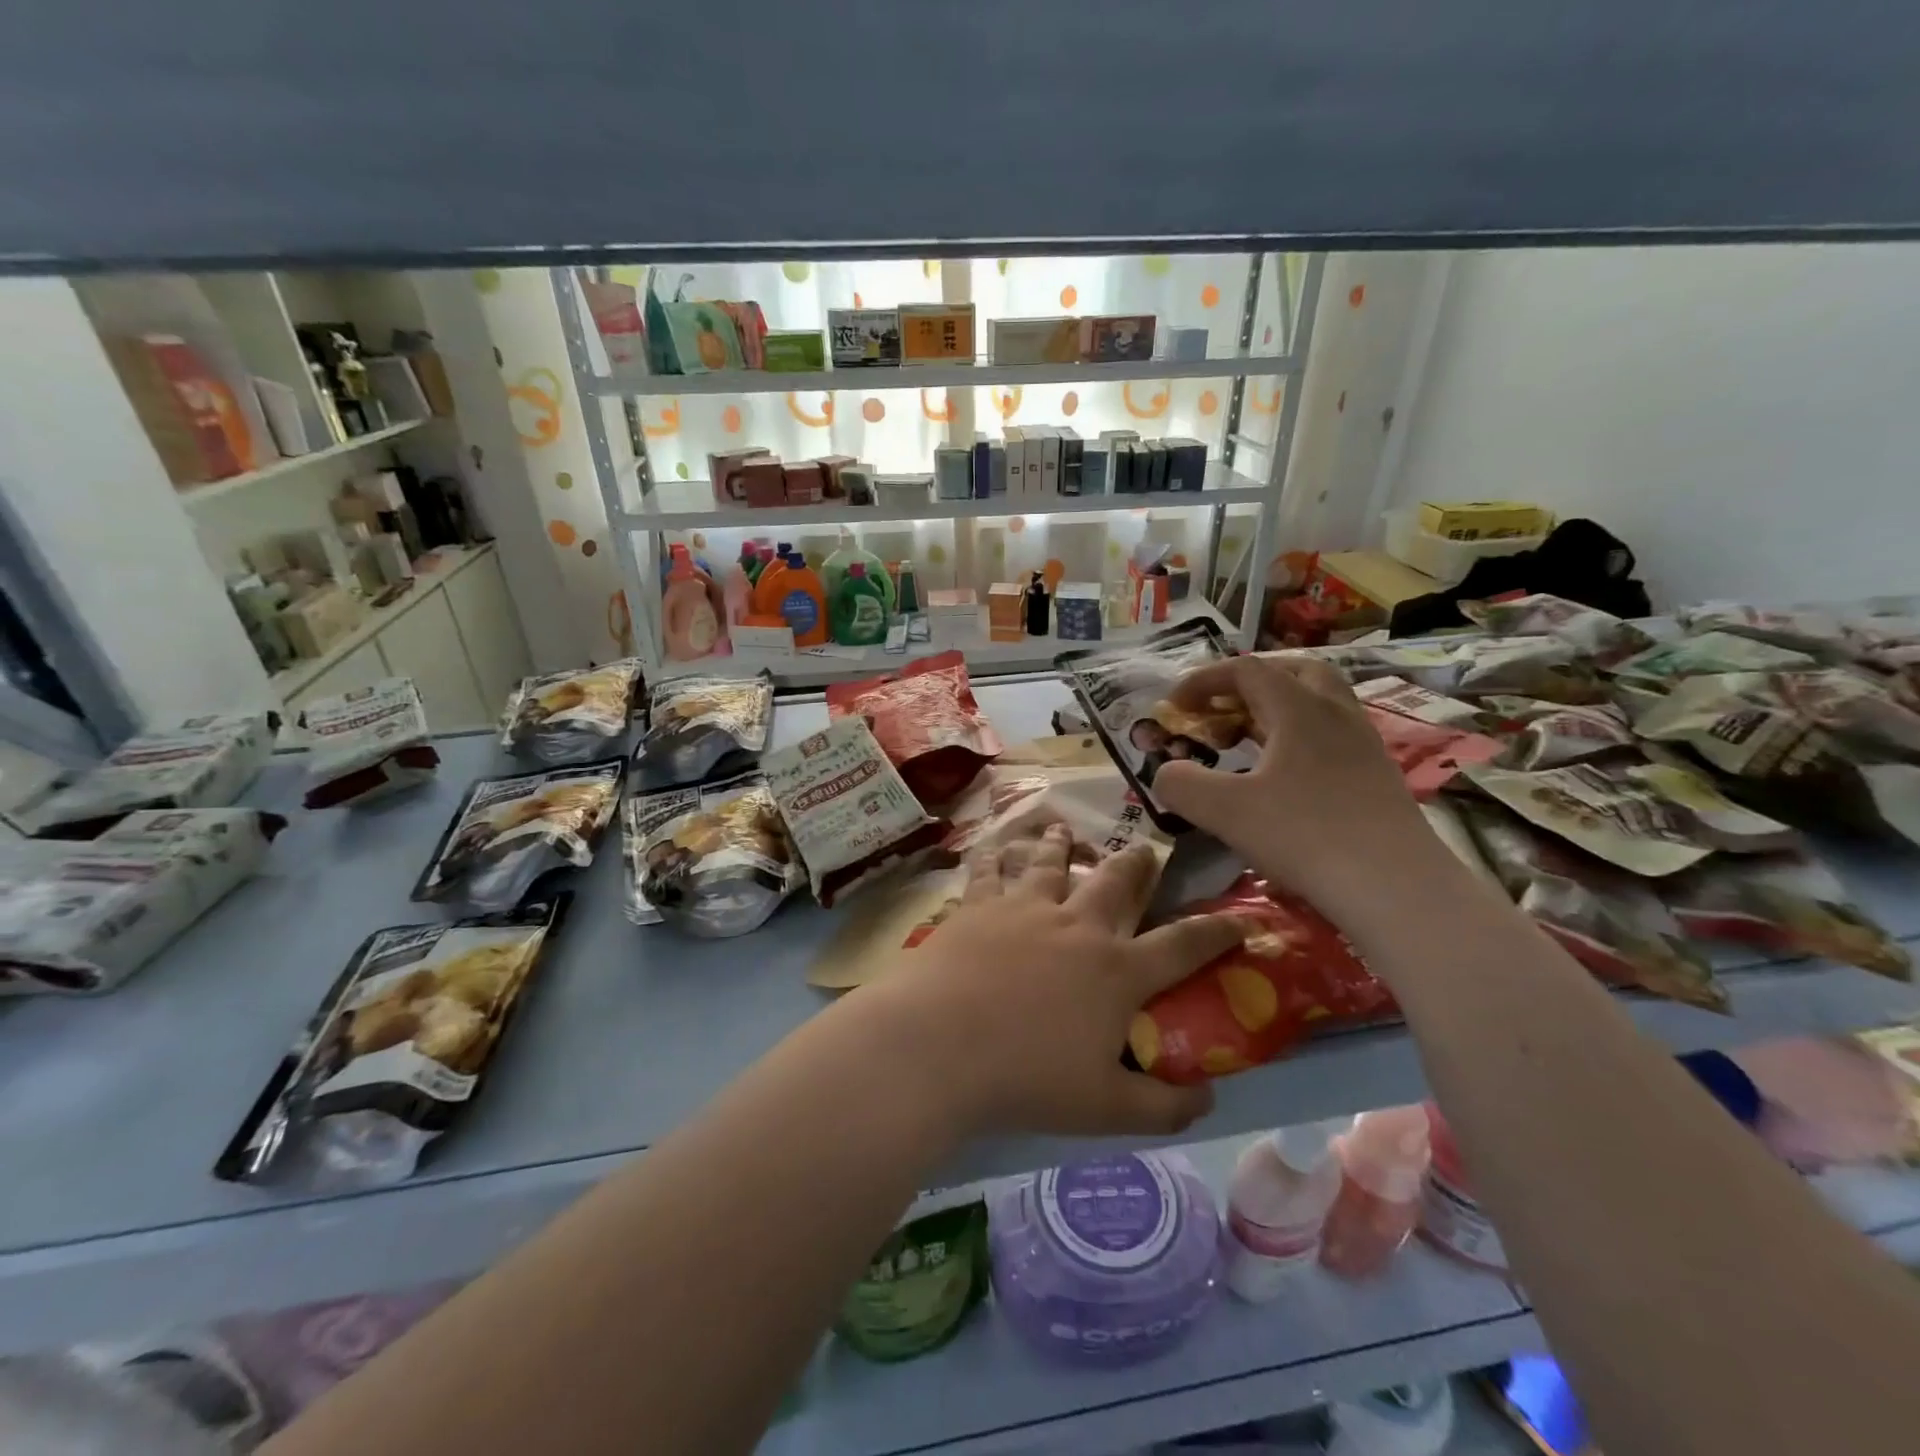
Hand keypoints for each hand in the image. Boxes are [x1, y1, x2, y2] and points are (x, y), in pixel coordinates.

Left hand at [860, 823, 1243, 1140]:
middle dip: (1137, 864)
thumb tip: (1207, 1099)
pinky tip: (993, 846)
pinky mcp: (979, 905)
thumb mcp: (1106, 1110)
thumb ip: (1163, 1107)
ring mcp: (1025, 908)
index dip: (1218, 931)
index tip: (1241, 918)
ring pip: (1050, 862)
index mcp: (1117, 970)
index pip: (1184, 944)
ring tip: (1064, 829)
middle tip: (1144, 850)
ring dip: (1061, 844)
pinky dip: (995, 855)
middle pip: (1115, 881)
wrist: (940, 1044)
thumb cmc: (1027, 1078)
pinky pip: (990, 870)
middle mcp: (1077, 925)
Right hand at [1152, 655, 1438, 923]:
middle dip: (1250, 681)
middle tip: (1222, 707)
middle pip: (1293, 672)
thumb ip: (1181, 785)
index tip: (1175, 705)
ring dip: (1280, 708)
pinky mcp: (1378, 776)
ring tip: (1250, 739)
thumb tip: (1166, 773)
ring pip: (1320, 702)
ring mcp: (1364, 743)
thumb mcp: (1225, 811)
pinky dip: (1301, 738)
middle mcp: (1336, 713)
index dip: (1204, 680)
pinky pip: (1334, 735)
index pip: (1246, 670)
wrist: (1395, 887)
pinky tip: (1286, 776)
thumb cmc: (1304, 835)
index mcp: (1298, 708)